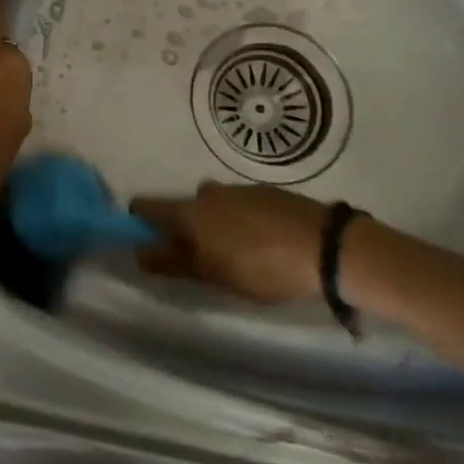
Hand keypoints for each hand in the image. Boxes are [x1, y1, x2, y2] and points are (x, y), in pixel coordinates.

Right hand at [129, 183, 328, 303]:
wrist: (324, 244)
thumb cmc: (262, 266)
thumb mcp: (213, 274)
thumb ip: (174, 262)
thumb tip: (139, 251)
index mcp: (190, 212)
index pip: (148, 206)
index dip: (139, 220)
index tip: (142, 238)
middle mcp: (209, 193)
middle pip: (183, 207)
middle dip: (184, 228)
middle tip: (198, 258)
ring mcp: (239, 189)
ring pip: (214, 205)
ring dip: (214, 224)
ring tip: (233, 253)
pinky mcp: (266, 193)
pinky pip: (240, 205)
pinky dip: (240, 220)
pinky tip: (259, 242)